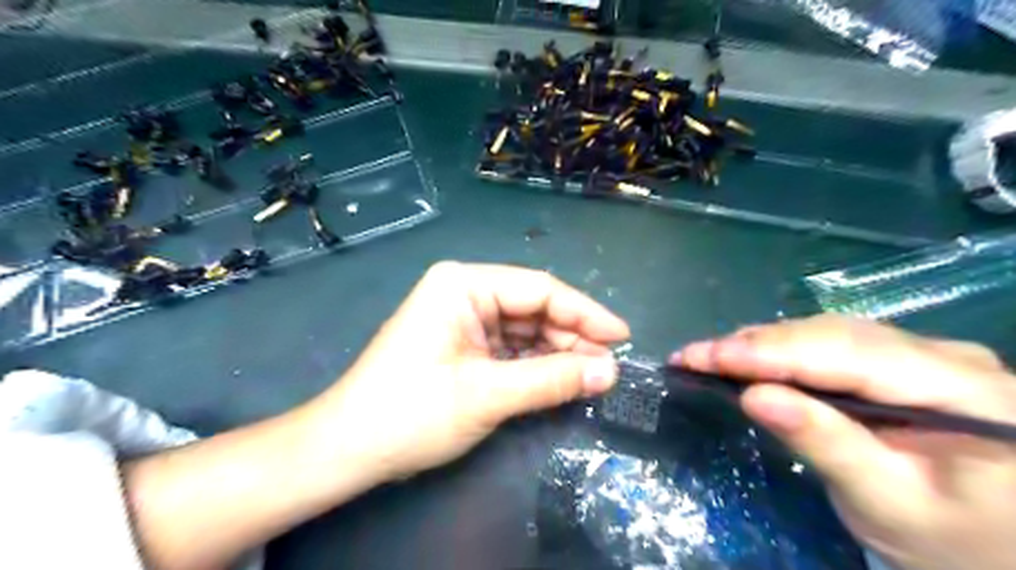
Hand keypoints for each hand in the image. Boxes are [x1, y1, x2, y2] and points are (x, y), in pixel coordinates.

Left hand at [311, 260, 628, 479]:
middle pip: (534, 308)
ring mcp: (463, 319)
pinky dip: (536, 365)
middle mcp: (464, 293)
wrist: (348, 449)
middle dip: (572, 337)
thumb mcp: (488, 394)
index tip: (622, 337)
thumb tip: (611, 372)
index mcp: (463, 285)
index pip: (540, 289)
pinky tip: (560, 380)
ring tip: (592, 377)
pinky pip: (510, 348)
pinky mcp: (462, 345)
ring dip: (557, 353)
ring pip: (525, 330)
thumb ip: (552, 380)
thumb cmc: (411, 413)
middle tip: (609, 368)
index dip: (585, 313)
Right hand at [673, 316, 1014, 569]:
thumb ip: (826, 444)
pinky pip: (832, 344)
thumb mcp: (887, 504)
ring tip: (712, 356)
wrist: (1001, 548)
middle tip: (693, 356)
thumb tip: (753, 395)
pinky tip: (751, 358)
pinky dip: (783, 351)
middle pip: (833, 335)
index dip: (769, 352)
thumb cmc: (955, 543)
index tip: (704, 356)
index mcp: (964, 391)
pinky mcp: (902, 362)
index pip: (847, 354)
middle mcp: (945, 355)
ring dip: (764, 344)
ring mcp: (924, 353)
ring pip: (827, 333)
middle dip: (756, 345)